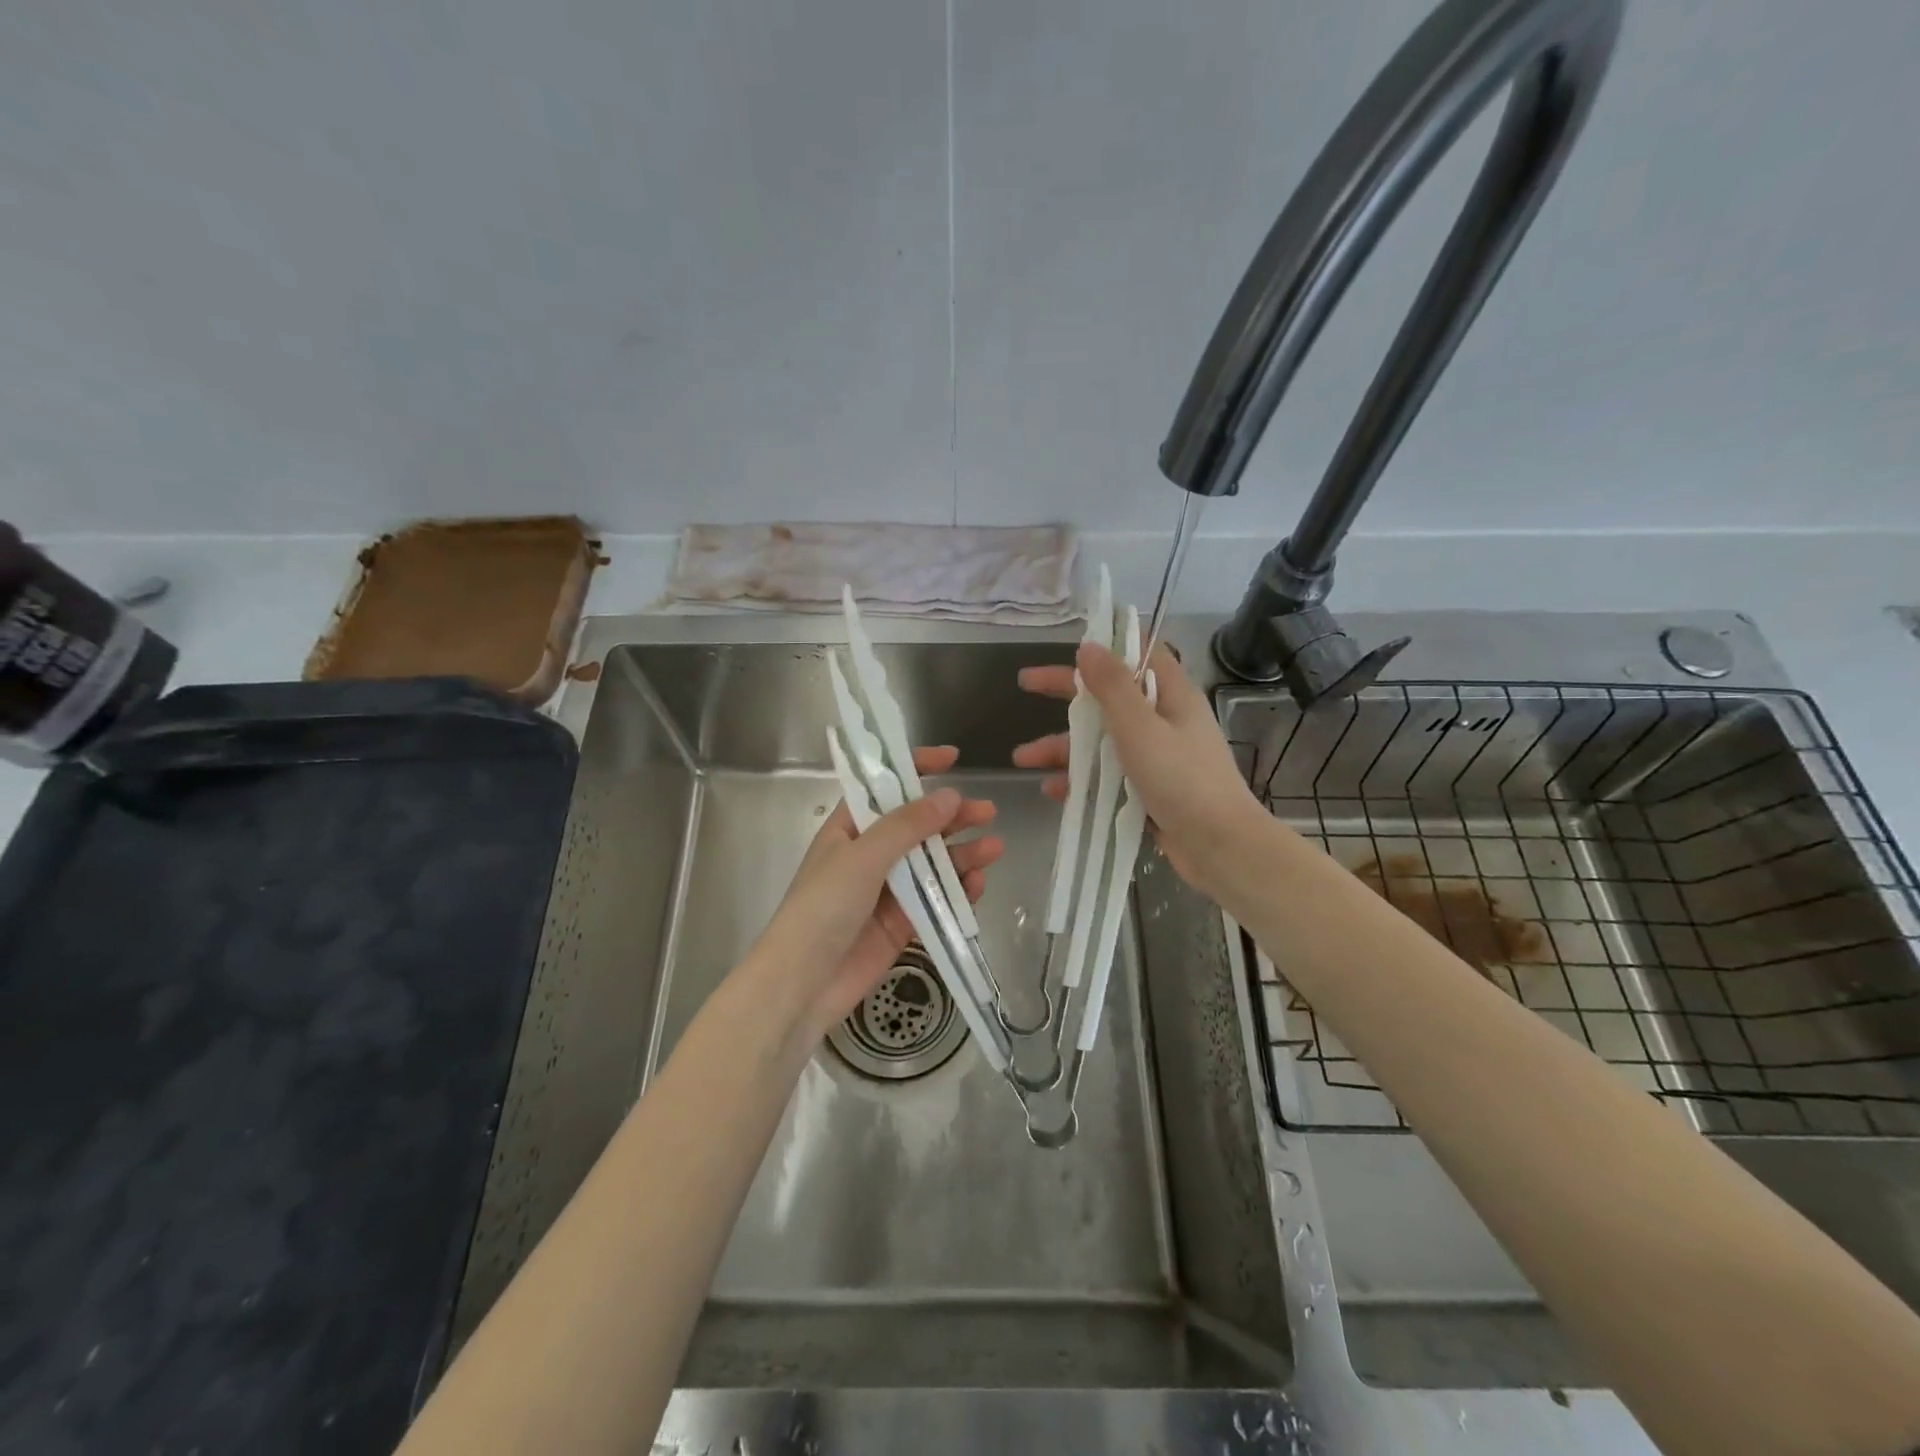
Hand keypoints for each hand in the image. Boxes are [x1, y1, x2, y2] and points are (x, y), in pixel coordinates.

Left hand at [753, 746, 1002, 1033]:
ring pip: (931, 864)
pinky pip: (936, 900)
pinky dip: (957, 891)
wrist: (803, 985)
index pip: (884, 788)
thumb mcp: (862, 857)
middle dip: (951, 818)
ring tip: (994, 849)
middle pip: (916, 827)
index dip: (915, 769)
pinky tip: (978, 885)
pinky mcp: (901, 924)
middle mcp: (868, 856)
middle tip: (987, 812)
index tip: (952, 758)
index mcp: (848, 829)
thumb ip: (907, 827)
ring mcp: (886, 891)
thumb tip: (950, 796)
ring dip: (962, 855)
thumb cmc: (822, 908)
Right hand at [1013, 641, 1267, 898]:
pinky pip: (1108, 778)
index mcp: (1172, 696)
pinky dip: (1080, 781)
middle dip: (1067, 694)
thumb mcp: (1141, 727)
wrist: (1220, 848)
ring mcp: (1157, 759)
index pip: (1139, 654)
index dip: (1107, 645)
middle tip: (1025, 684)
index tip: (1071, 645)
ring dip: (1064, 747)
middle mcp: (1165, 722)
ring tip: (1022, 758)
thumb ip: (1113, 686)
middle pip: (1110, 698)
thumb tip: (1089, 646)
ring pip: (1103, 742)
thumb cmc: (1182, 780)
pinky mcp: (1149, 792)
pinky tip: (1053, 791)